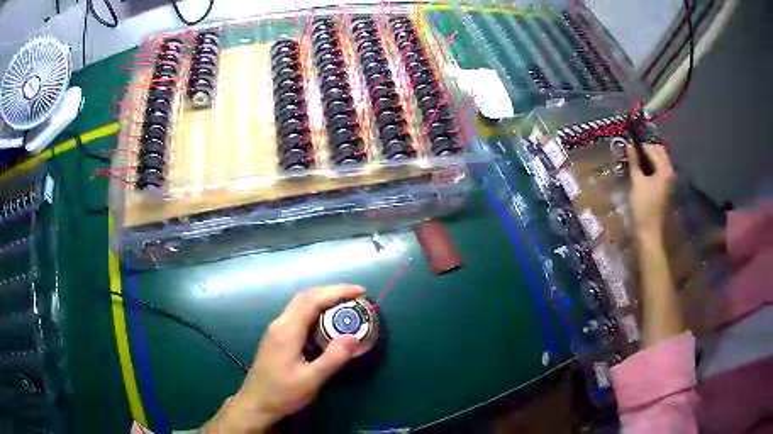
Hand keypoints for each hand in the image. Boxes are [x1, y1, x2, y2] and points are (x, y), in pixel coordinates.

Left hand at [203, 285, 364, 432]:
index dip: (337, 292)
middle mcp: (280, 323)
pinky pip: (297, 314)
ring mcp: (276, 329)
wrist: (256, 403)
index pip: (314, 300)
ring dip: (322, 299)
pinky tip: (325, 321)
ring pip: (300, 304)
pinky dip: (315, 309)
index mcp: (288, 330)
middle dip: (331, 291)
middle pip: (306, 296)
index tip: (360, 291)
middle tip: (355, 295)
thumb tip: (353, 336)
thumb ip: (333, 358)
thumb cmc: (283, 393)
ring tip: (345, 304)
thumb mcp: (311, 380)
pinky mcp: (276, 337)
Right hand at [627, 144, 675, 236]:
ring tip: (637, 166)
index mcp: (665, 169)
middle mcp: (671, 172)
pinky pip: (661, 172)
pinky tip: (643, 175)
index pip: (652, 149)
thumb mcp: (637, 182)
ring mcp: (670, 181)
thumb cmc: (643, 207)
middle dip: (647, 151)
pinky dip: (653, 169)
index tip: (629, 149)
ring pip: (660, 162)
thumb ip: (634, 162)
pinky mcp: (668, 189)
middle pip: (660, 153)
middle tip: (634, 156)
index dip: (640, 147)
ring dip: (650, 160)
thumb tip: (629, 145)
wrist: (650, 231)